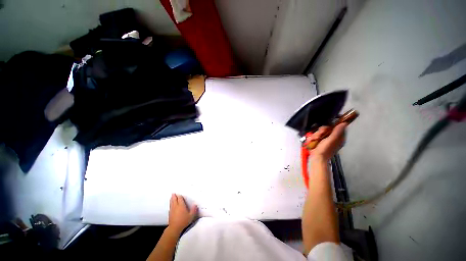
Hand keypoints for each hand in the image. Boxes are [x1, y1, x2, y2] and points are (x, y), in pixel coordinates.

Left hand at [168, 194, 196, 233]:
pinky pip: (170, 207)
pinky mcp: (170, 214)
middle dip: (174, 196)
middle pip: (174, 199)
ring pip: (171, 203)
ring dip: (171, 199)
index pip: (180, 199)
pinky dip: (170, 205)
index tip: (179, 193)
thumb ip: (194, 210)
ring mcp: (172, 210)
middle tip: (173, 193)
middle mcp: (176, 206)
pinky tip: (170, 206)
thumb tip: (195, 205)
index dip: (179, 196)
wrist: (175, 228)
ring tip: (171, 197)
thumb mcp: (191, 216)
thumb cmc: (183, 221)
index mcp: (181, 205)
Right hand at [310, 123, 346, 160]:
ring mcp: (324, 139)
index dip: (330, 126)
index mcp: (339, 137)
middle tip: (319, 136)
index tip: (325, 130)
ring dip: (315, 135)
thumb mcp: (332, 140)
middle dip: (320, 131)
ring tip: (314, 140)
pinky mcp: (318, 141)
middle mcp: (332, 138)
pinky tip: (312, 141)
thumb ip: (337, 131)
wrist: (317, 158)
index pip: (336, 127)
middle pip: (326, 128)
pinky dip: (312, 138)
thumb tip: (344, 123)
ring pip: (319, 132)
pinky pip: (314, 136)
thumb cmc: (325, 150)